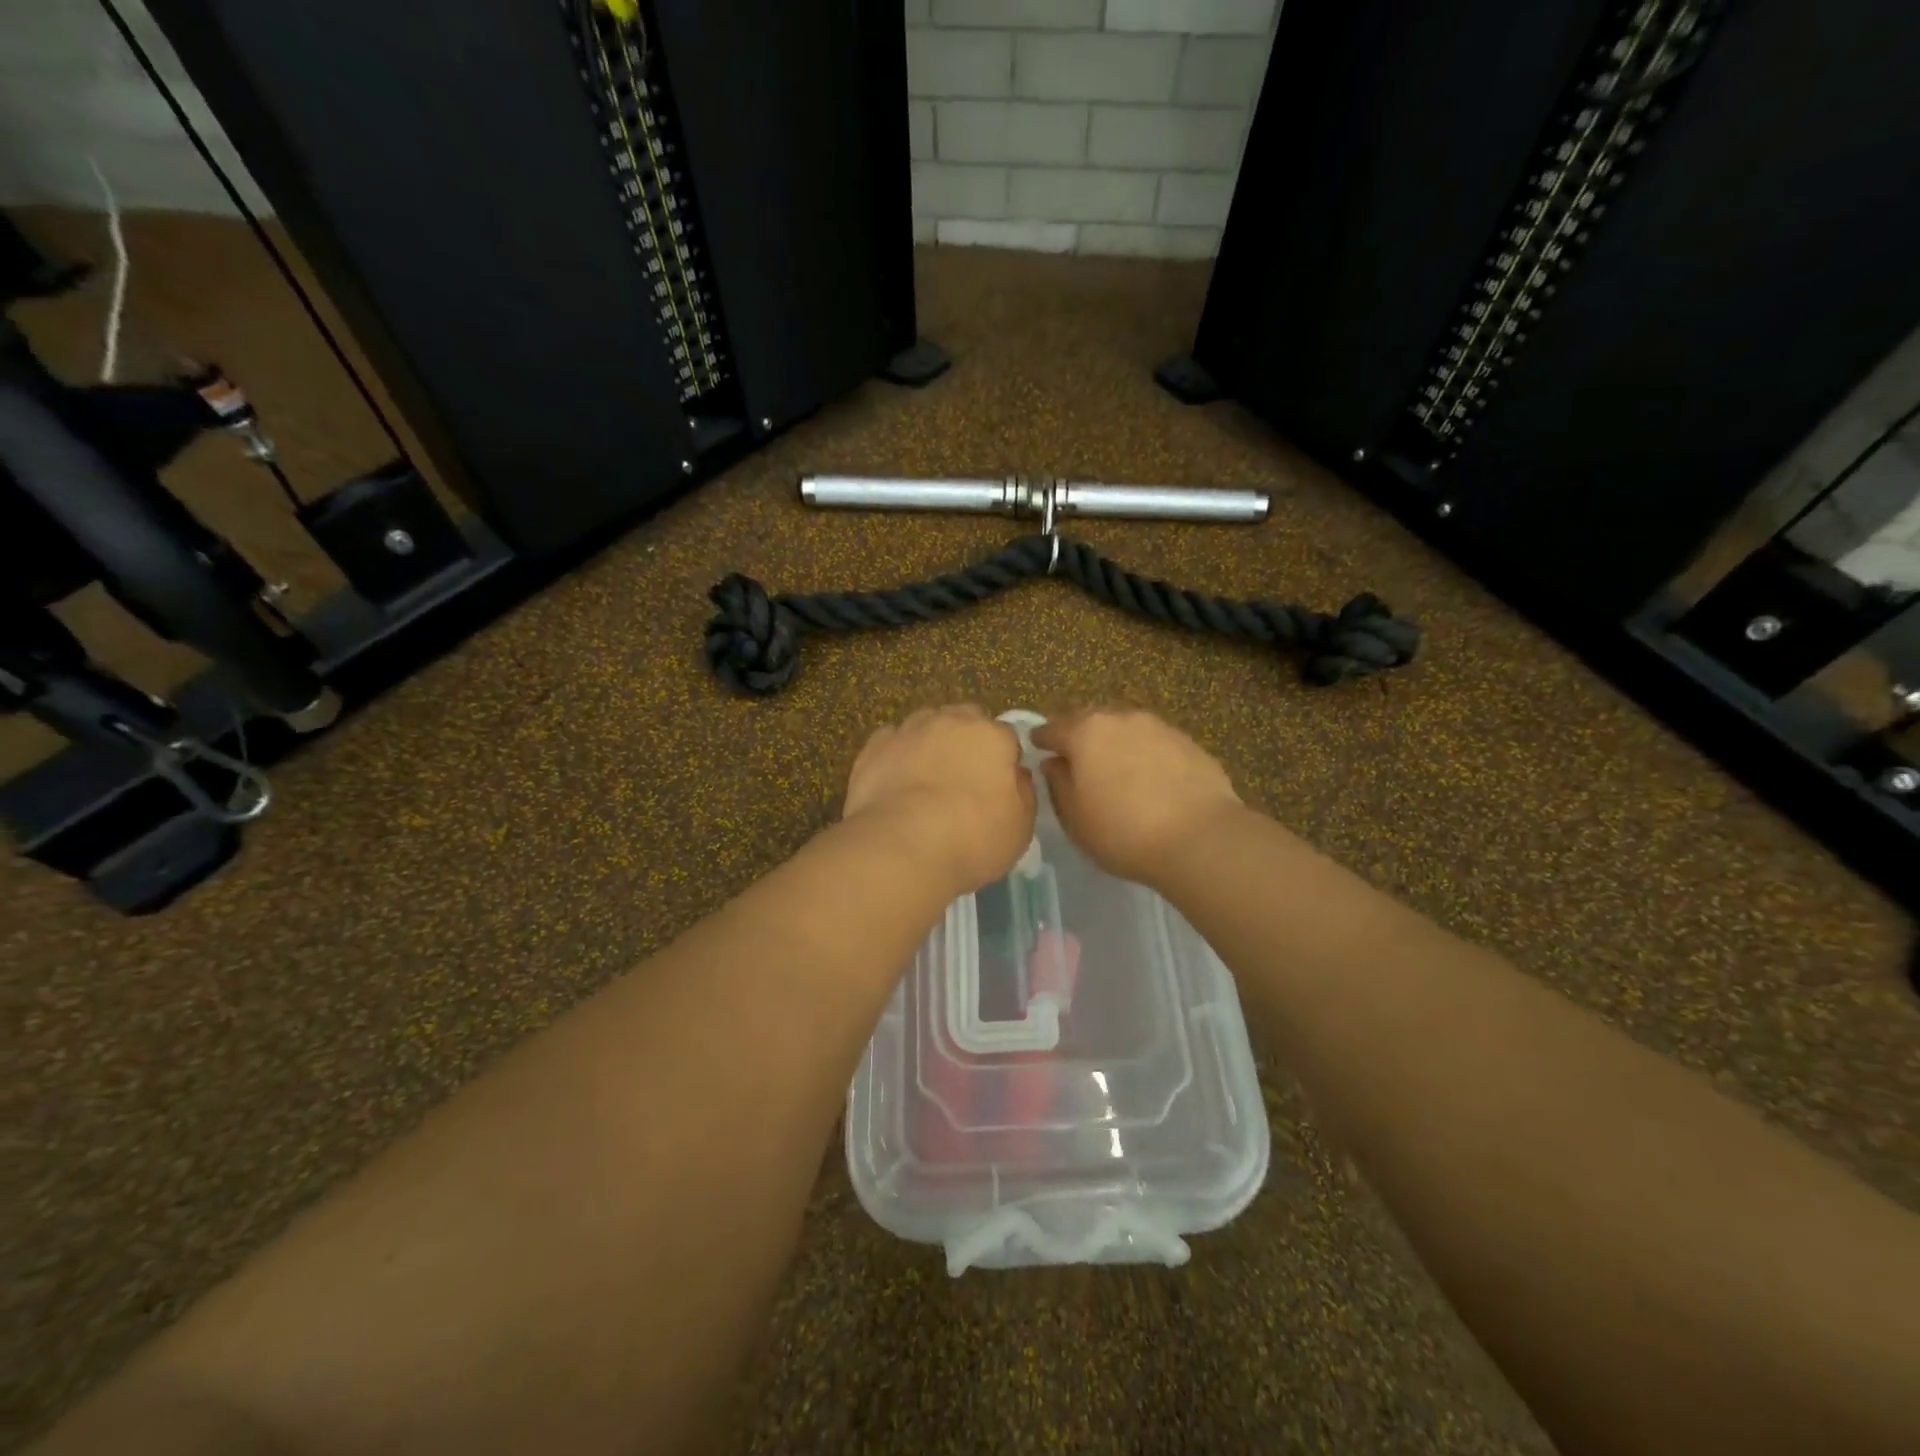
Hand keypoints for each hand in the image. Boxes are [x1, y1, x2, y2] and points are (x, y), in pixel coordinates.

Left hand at [843, 705, 1035, 895]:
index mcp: (992, 736)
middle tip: (964, 777)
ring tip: (926, 777)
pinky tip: (896, 781)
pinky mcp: (874, 747)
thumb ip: (1023, 793)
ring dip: (931, 742)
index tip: (999, 786)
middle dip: (968, 739)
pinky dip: (897, 754)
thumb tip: (1016, 775)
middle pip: (965, 719)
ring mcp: (909, 730)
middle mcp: (951, 721)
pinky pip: (892, 741)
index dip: (1004, 760)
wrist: (901, 847)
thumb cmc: (972, 839)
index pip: (1006, 737)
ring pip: (926, 724)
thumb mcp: (1021, 827)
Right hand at [1030, 708, 1245, 886]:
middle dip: (1078, 734)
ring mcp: (1158, 726)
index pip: (1052, 728)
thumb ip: (1058, 784)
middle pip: (1089, 719)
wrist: (1200, 838)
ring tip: (1113, 766)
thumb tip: (1054, 763)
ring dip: (1113, 741)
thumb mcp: (1075, 818)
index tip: (1036, 748)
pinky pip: (1153, 741)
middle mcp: (1120, 718)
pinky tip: (1148, 776)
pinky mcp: (1187, 741)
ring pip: (1124, 727)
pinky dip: (1143, 752)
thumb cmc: (1123, 832)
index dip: (1042, 739)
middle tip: (1074, 756)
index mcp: (1085, 732)